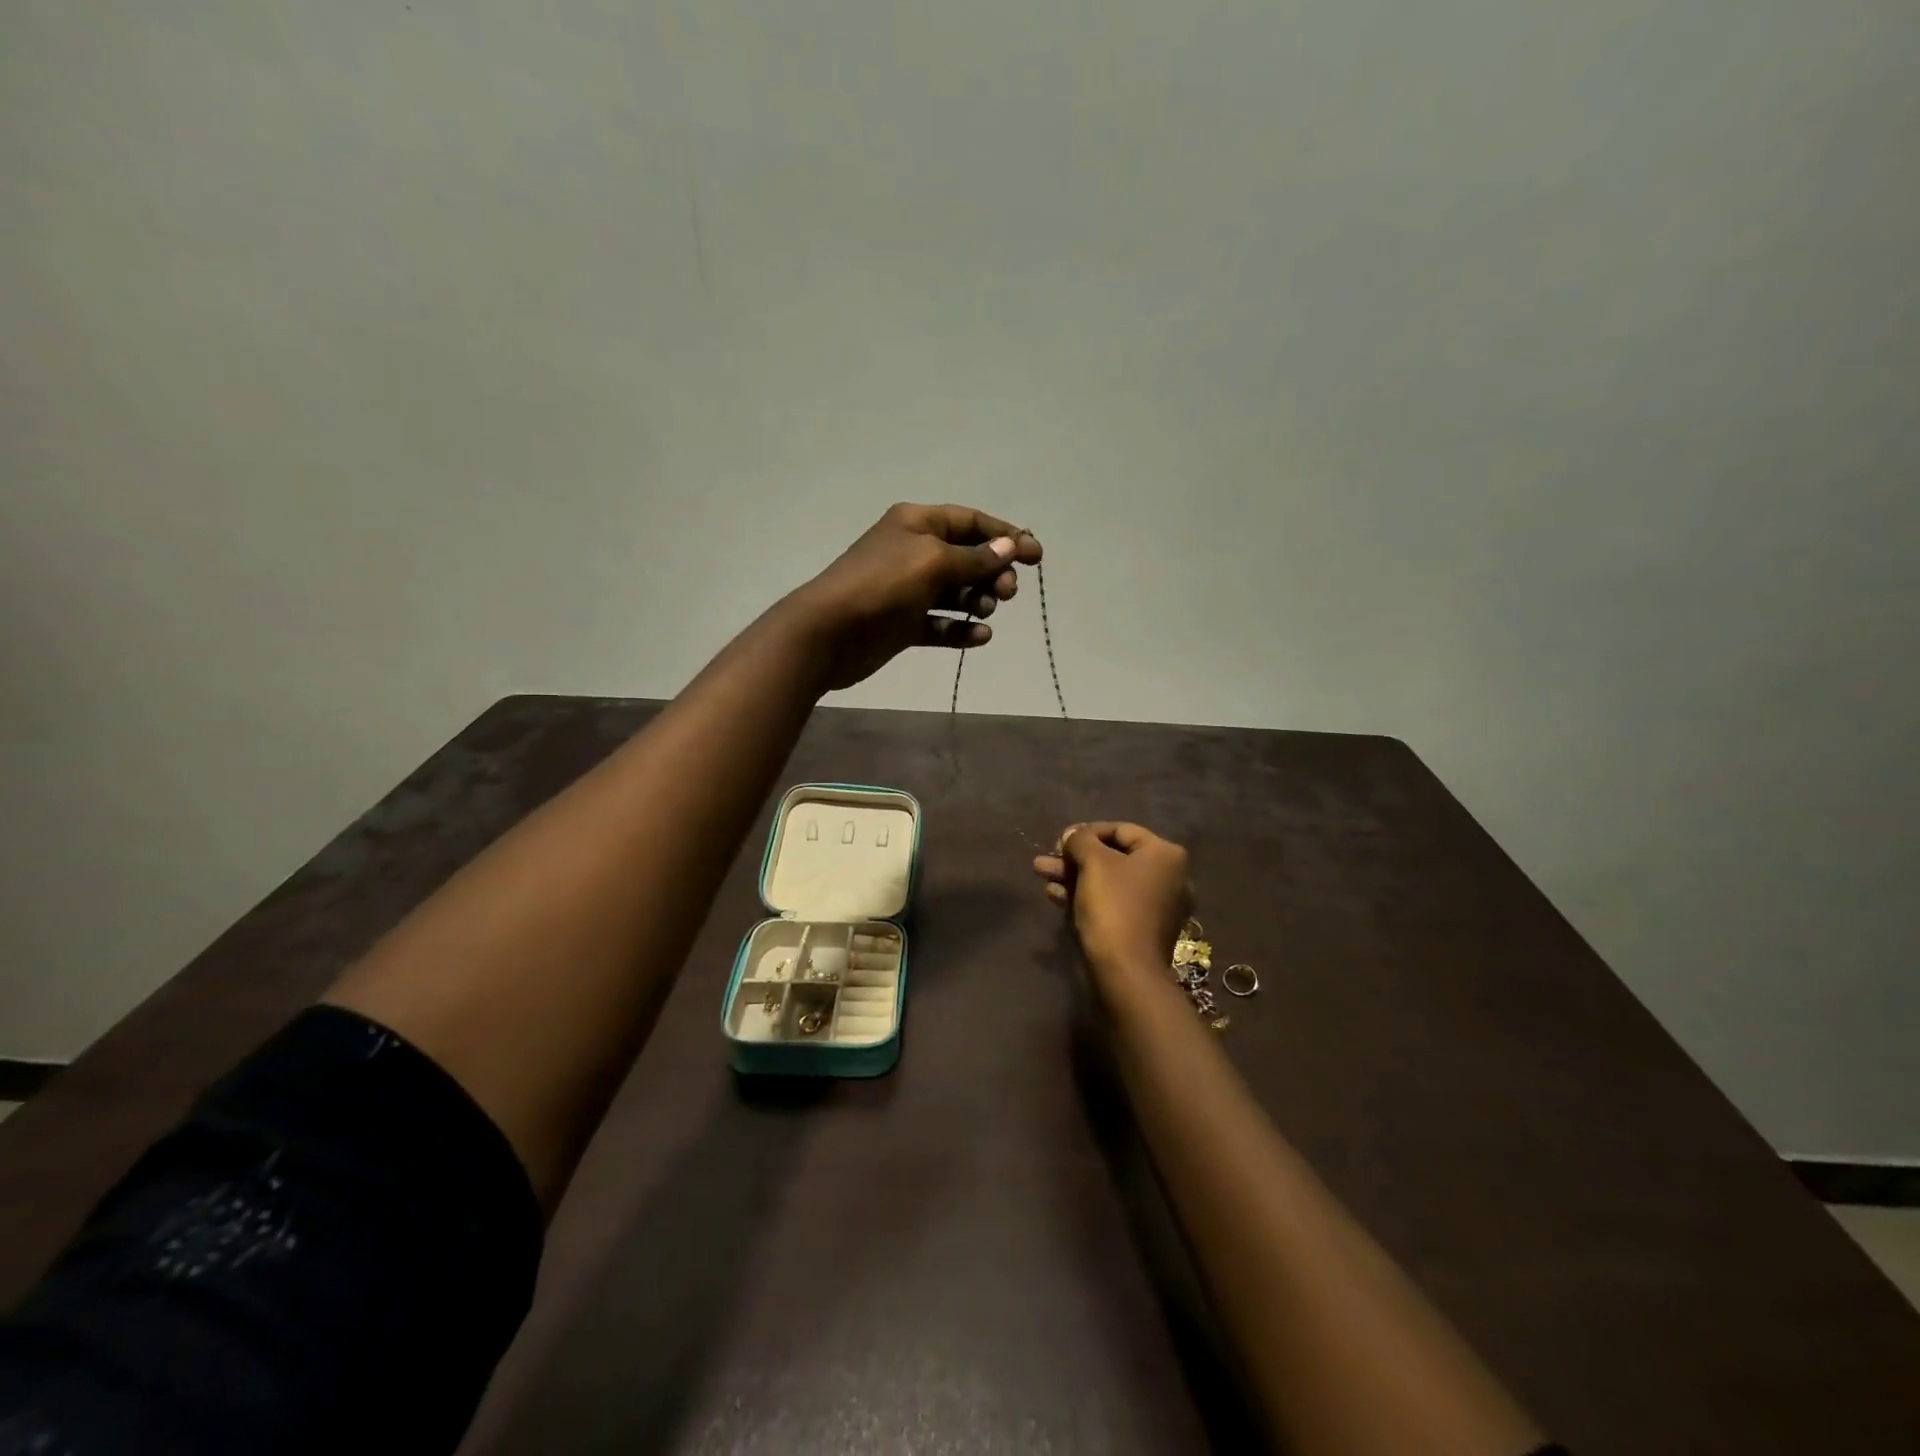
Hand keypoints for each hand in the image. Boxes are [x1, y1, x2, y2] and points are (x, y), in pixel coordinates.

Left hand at [787, 503, 1043, 690]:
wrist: (829, 633)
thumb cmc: (882, 585)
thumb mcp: (933, 562)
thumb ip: (974, 558)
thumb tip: (1009, 547)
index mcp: (917, 523)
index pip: (971, 522)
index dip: (1006, 536)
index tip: (1036, 556)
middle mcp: (913, 551)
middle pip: (966, 557)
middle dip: (992, 572)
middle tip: (1007, 593)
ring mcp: (907, 589)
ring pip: (955, 592)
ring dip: (977, 600)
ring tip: (985, 612)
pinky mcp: (903, 624)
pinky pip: (940, 624)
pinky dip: (960, 629)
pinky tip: (979, 637)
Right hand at [1033, 822, 1193, 992]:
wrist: (1126, 971)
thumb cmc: (1113, 906)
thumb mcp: (1092, 862)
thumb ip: (1080, 840)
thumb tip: (1073, 835)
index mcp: (1166, 855)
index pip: (1120, 830)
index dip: (1086, 831)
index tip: (1060, 840)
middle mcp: (1169, 877)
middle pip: (1113, 857)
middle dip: (1075, 857)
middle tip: (1047, 858)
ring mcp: (1157, 906)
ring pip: (1109, 881)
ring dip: (1073, 876)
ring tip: (1041, 873)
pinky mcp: (1143, 929)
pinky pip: (1113, 903)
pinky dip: (1086, 896)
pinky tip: (1055, 896)